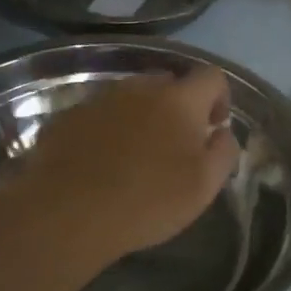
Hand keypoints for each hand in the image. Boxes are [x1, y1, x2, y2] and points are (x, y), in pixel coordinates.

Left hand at [13, 66, 240, 265]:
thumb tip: (223, 132)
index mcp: (179, 100)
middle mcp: (139, 88)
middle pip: (169, 83)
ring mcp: (100, 99)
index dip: (220, 98)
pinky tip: (102, 163)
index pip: (211, 77)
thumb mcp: (204, 186)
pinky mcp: (68, 117)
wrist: (67, 213)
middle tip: (177, 144)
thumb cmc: (147, 200)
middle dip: (179, 107)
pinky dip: (108, 130)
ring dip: (141, 117)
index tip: (214, 127)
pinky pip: (99, 115)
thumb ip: (223, 152)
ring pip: (131, 98)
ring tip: (137, 155)